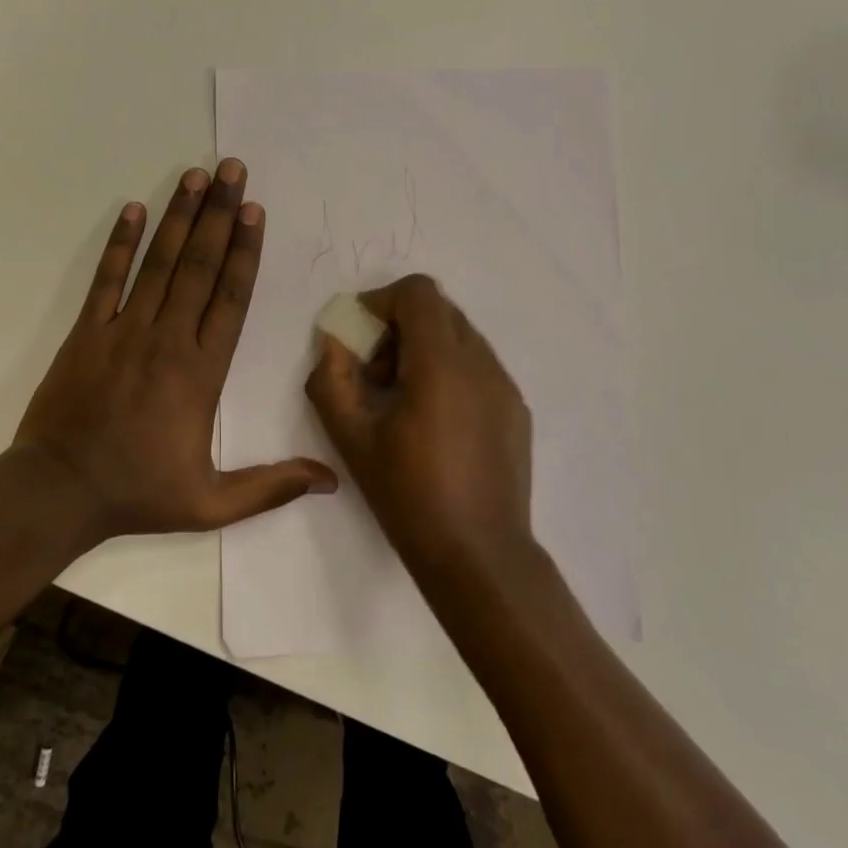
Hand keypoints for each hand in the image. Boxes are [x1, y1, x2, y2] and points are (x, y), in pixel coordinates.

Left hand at [16, 160, 337, 540]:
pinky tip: (133, 209)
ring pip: (159, 263)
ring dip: (179, 217)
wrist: (57, 492)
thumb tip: (331, 481)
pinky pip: (107, 279)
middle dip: (218, 214)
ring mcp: (124, 330)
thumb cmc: (138, 493)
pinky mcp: (87, 332)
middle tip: (231, 169)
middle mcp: (167, 338)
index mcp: (201, 371)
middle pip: (200, 266)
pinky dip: (120, 244)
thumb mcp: (211, 503)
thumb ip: (271, 487)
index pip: (230, 298)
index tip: (253, 210)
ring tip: (195, 175)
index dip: (244, 250)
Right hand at [304, 275, 532, 569]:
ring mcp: (505, 386)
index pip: (418, 292)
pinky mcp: (516, 410)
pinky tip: (436, 422)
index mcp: (442, 364)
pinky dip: (450, 372)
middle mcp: (482, 363)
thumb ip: (332, 381)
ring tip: (404, 400)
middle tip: (376, 373)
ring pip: (461, 337)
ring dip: (425, 349)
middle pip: (439, 310)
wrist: (479, 555)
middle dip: (400, 327)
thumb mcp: (352, 440)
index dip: (382, 301)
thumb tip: (333, 343)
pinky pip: (479, 367)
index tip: (360, 338)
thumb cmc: (409, 496)